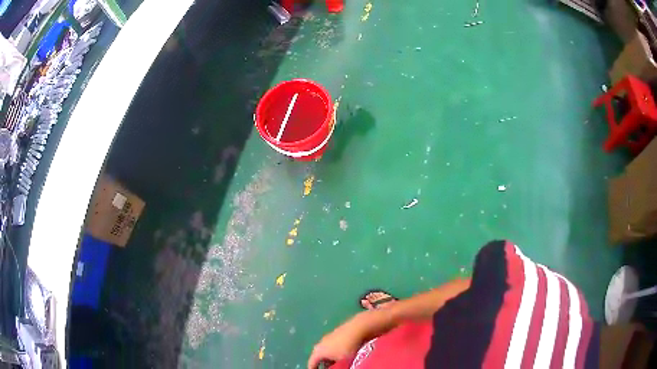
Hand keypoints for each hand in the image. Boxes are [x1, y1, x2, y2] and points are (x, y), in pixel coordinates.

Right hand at [307, 313, 367, 368]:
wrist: (358, 328)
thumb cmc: (347, 347)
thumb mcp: (341, 361)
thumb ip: (334, 366)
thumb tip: (333, 366)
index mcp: (317, 351)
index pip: (311, 363)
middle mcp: (320, 343)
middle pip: (319, 357)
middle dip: (323, 364)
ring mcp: (328, 337)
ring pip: (326, 351)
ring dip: (330, 358)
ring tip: (337, 364)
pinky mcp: (336, 334)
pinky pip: (333, 346)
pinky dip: (335, 352)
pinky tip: (343, 355)